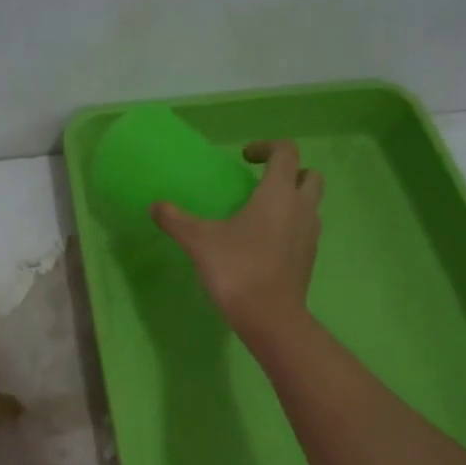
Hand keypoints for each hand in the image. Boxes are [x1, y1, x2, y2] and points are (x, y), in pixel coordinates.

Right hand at [153, 140, 323, 339]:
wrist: (269, 317)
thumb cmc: (237, 269)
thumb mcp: (199, 241)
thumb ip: (176, 220)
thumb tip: (155, 206)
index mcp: (278, 193)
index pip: (286, 152)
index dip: (266, 147)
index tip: (244, 158)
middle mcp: (301, 208)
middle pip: (310, 175)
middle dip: (289, 172)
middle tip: (259, 183)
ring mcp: (310, 235)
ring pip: (310, 204)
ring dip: (291, 200)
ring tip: (259, 214)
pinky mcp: (308, 258)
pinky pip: (304, 230)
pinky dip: (289, 226)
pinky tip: (262, 244)